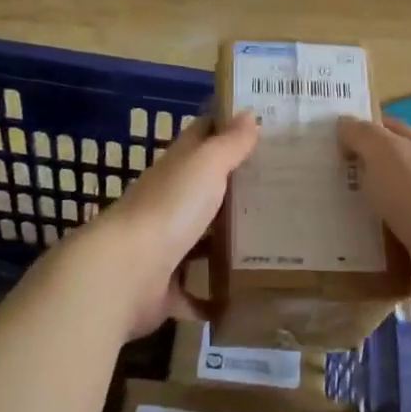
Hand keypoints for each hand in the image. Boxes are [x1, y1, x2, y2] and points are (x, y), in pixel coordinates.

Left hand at [89, 111, 258, 338]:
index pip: (202, 137)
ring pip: (204, 241)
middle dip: (239, 190)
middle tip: (285, 190)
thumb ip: (228, 144)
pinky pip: (198, 293)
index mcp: (177, 169)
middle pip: (207, 191)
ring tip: (277, 244)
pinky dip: (217, 298)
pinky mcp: (166, 288)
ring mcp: (166, 247)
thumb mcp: (206, 165)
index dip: (226, 127)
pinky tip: (249, 298)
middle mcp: (170, 203)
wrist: (125, 273)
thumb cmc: (169, 208)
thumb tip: (248, 113)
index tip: (262, 125)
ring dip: (230, 244)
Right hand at [336, 115, 410, 258]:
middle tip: (319, 180)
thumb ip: (363, 135)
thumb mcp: (385, 152)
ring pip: (389, 211)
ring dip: (363, 214)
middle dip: (359, 175)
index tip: (330, 138)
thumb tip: (345, 124)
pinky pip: (390, 248)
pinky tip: (347, 251)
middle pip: (390, 173)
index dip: (364, 130)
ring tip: (325, 218)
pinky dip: (371, 247)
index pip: (393, 131)